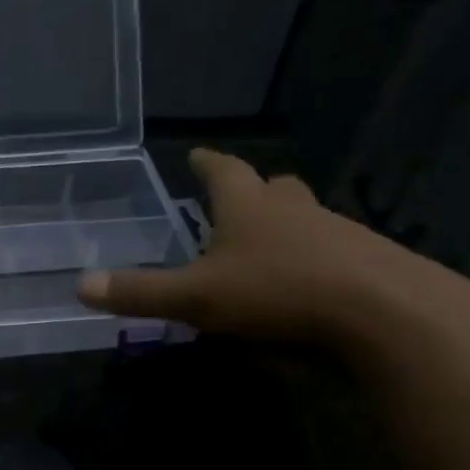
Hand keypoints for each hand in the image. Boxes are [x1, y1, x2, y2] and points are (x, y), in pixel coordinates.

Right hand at [78, 148, 469, 352]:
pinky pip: (337, 253)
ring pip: (309, 219)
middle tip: (241, 200)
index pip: (224, 172)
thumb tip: (80, 284)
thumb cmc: (279, 293)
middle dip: (256, 190)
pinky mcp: (372, 264)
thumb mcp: (197, 297)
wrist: (389, 315)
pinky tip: (312, 290)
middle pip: (275, 188)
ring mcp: (340, 234)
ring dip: (289, 227)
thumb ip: (140, 292)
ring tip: (270, 252)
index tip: (196, 154)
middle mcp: (295, 211)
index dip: (207, 163)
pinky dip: (319, 262)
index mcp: (249, 208)